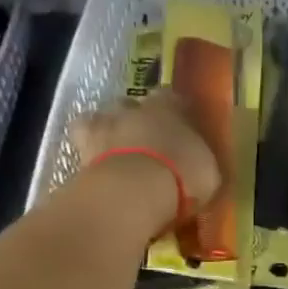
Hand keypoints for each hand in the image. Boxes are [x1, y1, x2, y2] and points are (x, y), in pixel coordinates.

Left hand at [71, 89, 223, 217]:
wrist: (134, 190)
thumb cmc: (182, 176)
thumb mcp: (208, 171)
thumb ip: (200, 160)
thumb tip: (199, 162)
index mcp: (169, 106)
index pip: (171, 98)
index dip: (173, 112)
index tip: (178, 129)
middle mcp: (134, 108)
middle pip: (131, 105)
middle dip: (135, 120)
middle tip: (144, 144)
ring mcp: (103, 124)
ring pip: (100, 118)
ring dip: (106, 132)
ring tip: (113, 154)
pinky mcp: (80, 147)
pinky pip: (82, 143)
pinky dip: (87, 152)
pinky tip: (95, 168)